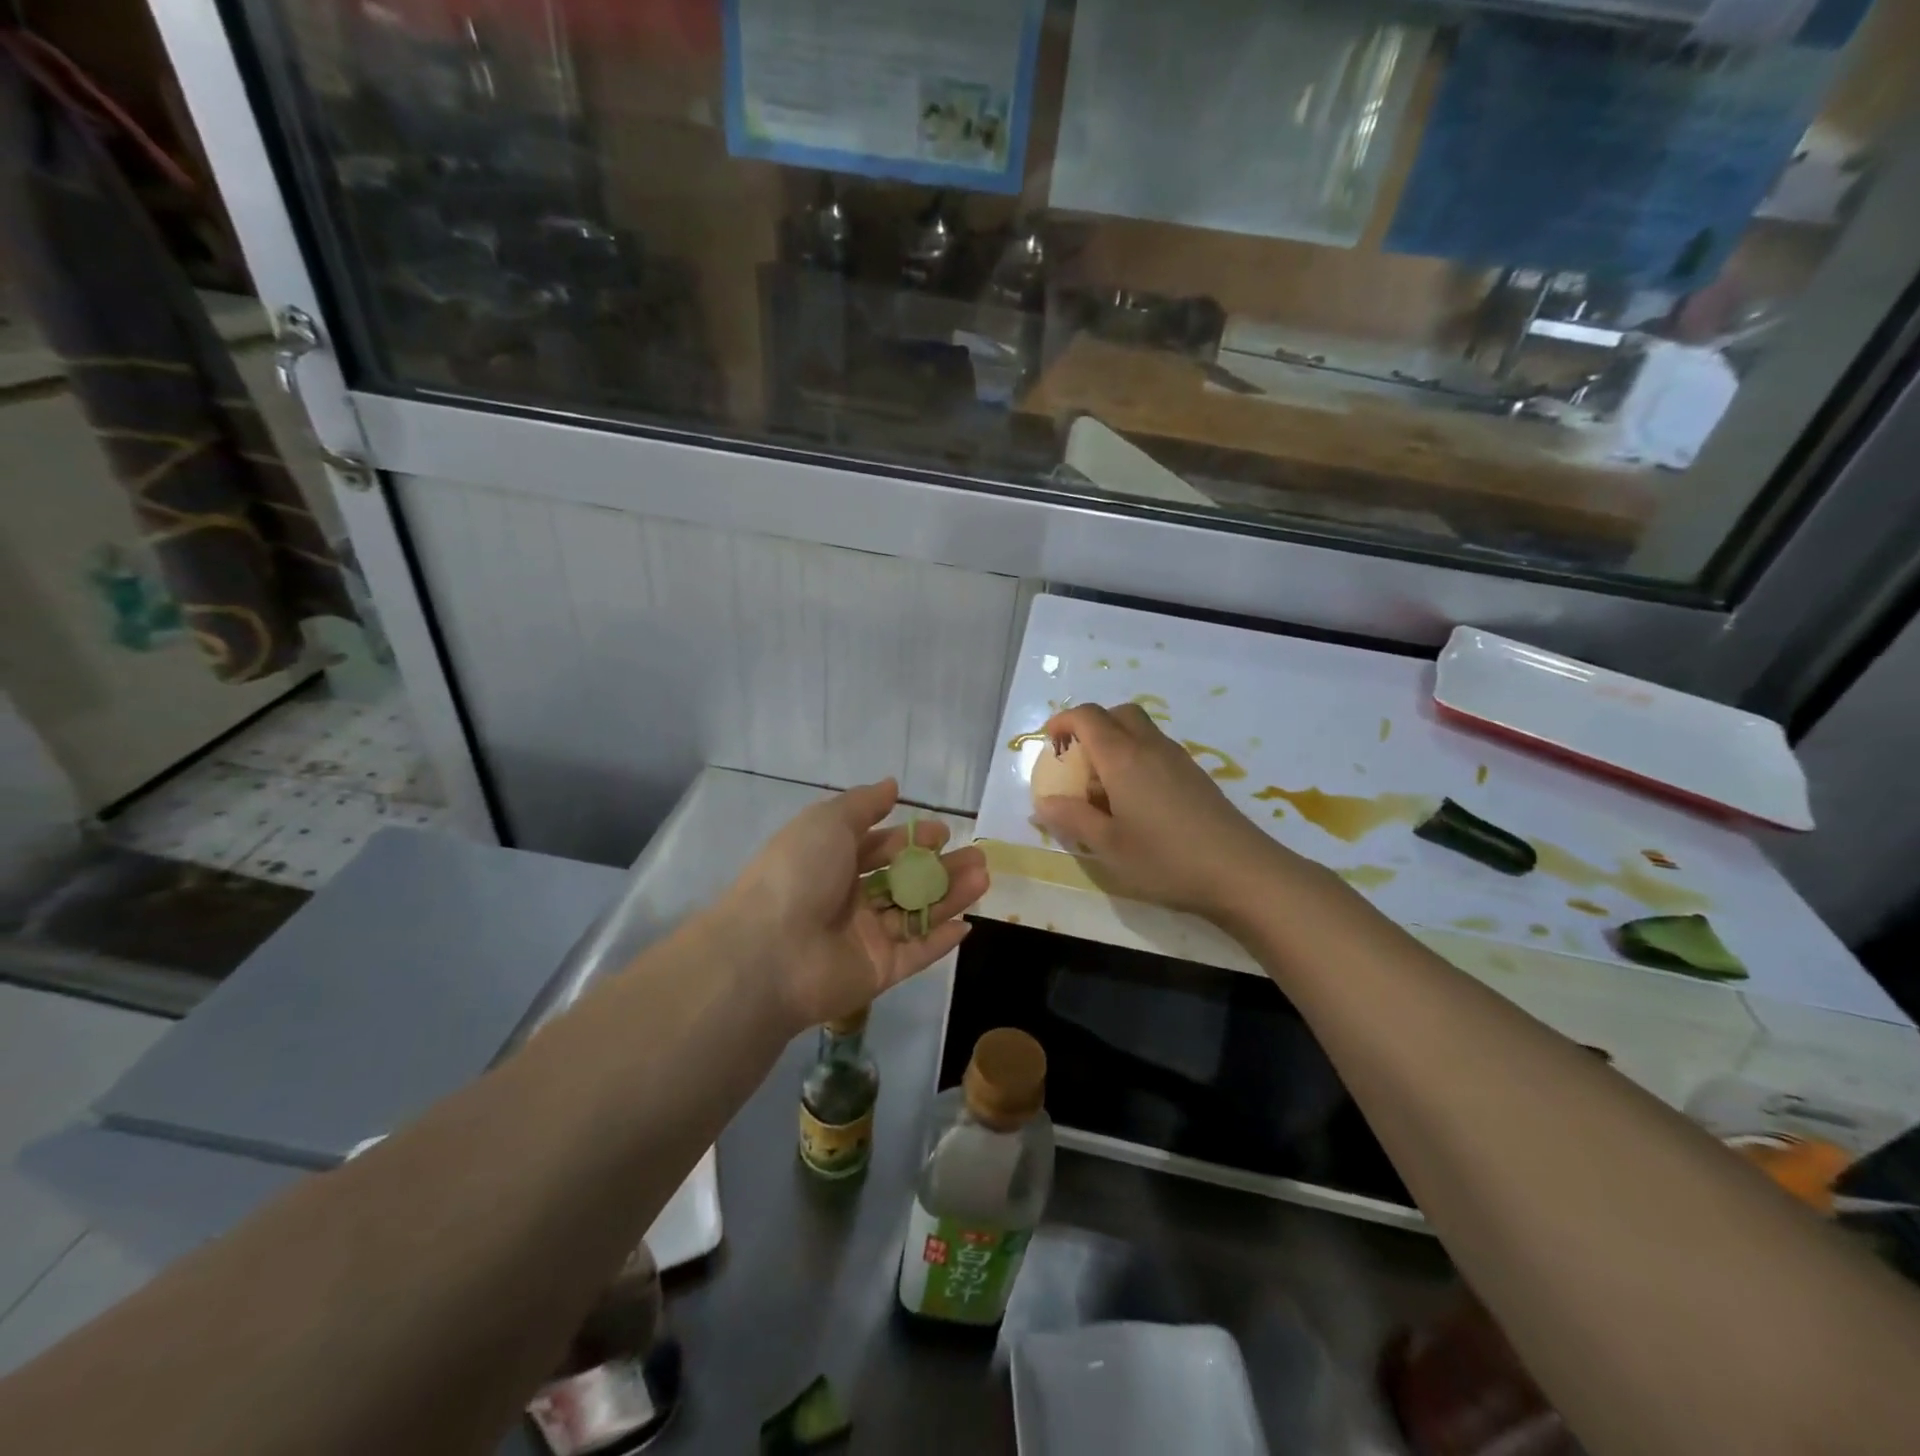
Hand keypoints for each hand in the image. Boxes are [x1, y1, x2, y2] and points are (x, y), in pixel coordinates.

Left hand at [719, 779, 987, 1028]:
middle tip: (976, 857)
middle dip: (940, 868)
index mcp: (831, 862)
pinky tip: (968, 925)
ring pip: (915, 914)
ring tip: (983, 878)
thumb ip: (863, 804)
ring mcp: (863, 938)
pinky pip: (915, 953)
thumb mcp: (827, 822)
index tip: (943, 831)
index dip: (910, 838)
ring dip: (949, 897)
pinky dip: (940, 941)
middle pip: (903, 881)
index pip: (878, 848)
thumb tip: (892, 784)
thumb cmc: (798, 874)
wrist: (770, 951)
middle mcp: (847, 899)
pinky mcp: (877, 972)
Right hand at [1033, 703, 1296, 920]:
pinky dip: (1137, 760)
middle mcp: (1150, 747)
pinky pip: (1157, 751)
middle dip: (1092, 726)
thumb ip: (1072, 819)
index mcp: (1123, 757)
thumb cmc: (1166, 859)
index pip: (1088, 716)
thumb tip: (1043, 803)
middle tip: (1077, 760)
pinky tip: (1137, 802)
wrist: (1242, 872)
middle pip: (1118, 713)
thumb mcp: (1109, 846)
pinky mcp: (1196, 776)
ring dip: (1116, 743)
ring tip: (1103, 788)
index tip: (1049, 743)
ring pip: (1141, 731)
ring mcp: (1178, 759)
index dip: (1063, 722)